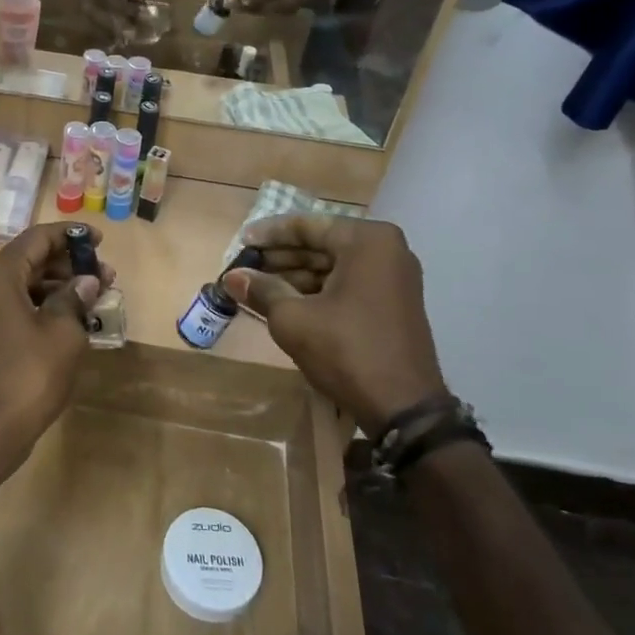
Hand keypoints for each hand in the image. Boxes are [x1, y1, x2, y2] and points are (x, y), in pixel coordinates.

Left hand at [0, 223, 114, 476]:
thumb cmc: (30, 374)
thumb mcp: (63, 331)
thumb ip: (76, 297)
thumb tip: (88, 280)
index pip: (38, 238)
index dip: (71, 236)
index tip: (101, 241)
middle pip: (31, 258)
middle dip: (70, 263)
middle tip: (106, 274)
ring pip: (26, 281)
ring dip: (60, 284)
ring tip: (97, 294)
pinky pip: (19, 302)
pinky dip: (46, 302)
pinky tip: (75, 315)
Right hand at [221, 215, 447, 433]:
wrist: (403, 409)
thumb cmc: (346, 351)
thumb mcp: (293, 319)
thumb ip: (261, 289)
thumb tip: (231, 277)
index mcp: (366, 240)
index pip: (307, 225)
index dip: (269, 234)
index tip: (240, 242)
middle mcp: (386, 249)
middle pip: (321, 243)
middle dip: (281, 256)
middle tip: (245, 266)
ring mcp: (393, 277)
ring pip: (333, 265)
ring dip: (295, 274)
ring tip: (257, 286)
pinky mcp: (392, 302)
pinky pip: (347, 283)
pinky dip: (317, 289)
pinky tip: (284, 301)